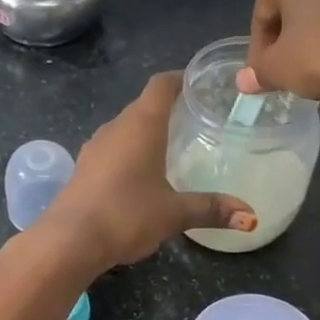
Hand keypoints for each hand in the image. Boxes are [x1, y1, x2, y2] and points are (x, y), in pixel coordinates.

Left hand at [36, 72, 256, 271]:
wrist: (69, 241)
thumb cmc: (126, 215)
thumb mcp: (174, 213)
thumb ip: (211, 209)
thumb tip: (250, 217)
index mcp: (141, 125)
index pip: (161, 85)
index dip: (180, 79)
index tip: (199, 83)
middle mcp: (115, 128)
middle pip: (142, 106)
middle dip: (167, 108)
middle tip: (194, 118)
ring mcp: (94, 148)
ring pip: (124, 129)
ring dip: (145, 132)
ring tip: (170, 146)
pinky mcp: (83, 169)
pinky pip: (111, 150)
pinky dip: (128, 152)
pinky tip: (140, 174)